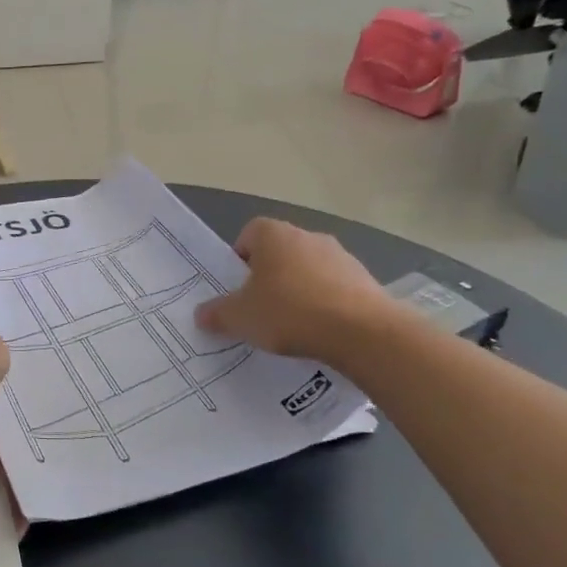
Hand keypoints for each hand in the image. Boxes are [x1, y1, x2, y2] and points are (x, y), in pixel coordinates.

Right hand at [195, 219, 395, 364]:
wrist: (363, 332)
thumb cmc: (289, 312)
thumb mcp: (240, 318)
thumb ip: (216, 314)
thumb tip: (201, 314)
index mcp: (274, 235)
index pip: (248, 235)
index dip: (239, 260)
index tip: (238, 289)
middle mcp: (308, 236)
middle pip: (279, 252)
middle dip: (268, 277)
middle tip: (259, 309)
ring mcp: (341, 256)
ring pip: (308, 269)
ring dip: (298, 290)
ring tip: (292, 325)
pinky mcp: (366, 279)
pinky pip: (334, 288)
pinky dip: (325, 304)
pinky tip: (321, 330)